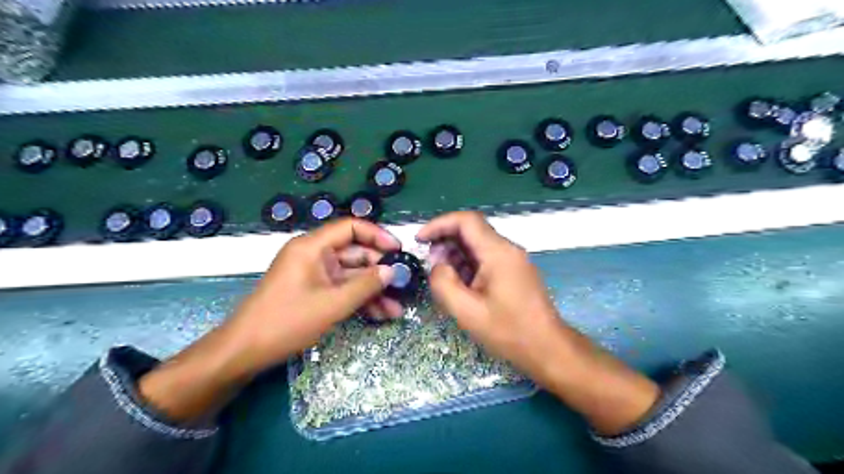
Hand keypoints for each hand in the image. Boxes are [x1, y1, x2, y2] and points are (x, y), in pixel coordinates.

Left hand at [139, 218, 401, 422]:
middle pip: (355, 253)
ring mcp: (314, 274)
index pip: (351, 227)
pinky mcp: (314, 291)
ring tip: (396, 309)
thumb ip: (366, 285)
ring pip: (351, 275)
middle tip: (403, 285)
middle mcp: (314, 255)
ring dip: (373, 290)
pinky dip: (359, 299)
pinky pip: (342, 289)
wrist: (244, 352)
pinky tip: (380, 314)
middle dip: (379, 271)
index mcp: (312, 247)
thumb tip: (393, 271)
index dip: (377, 235)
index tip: (398, 251)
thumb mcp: (332, 304)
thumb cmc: (286, 321)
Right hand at [419, 214, 662, 435]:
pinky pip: (487, 256)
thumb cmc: (508, 331)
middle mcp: (508, 249)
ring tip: (442, 274)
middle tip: (429, 262)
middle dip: (445, 240)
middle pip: (472, 230)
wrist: (547, 348)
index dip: (439, 224)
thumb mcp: (467, 311)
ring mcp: (513, 259)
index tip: (420, 239)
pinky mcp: (515, 270)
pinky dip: (468, 262)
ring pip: (479, 243)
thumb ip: (444, 283)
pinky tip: (460, 282)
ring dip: (456, 253)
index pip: (466, 220)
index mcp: (498, 252)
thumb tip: (437, 265)